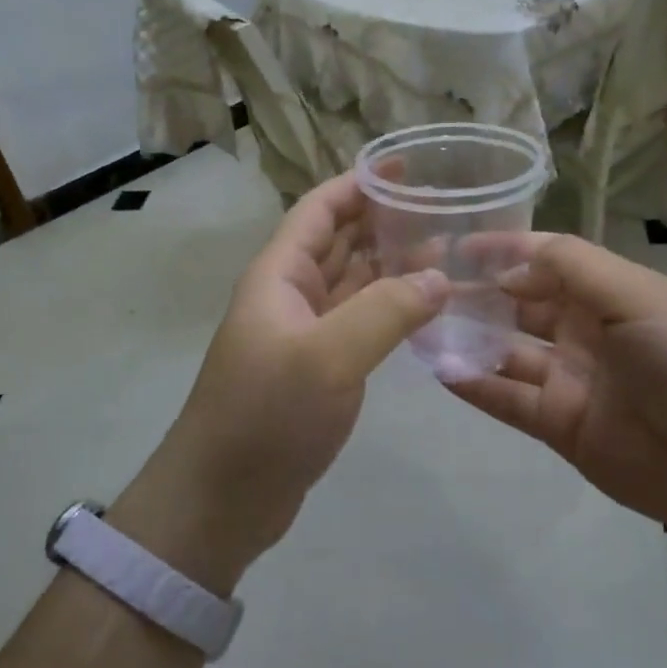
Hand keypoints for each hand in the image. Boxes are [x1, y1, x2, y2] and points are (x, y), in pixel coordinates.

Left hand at [111, 174, 446, 591]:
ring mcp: (303, 333)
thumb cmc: (266, 415)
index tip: (405, 168)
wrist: (222, 498)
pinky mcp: (317, 369)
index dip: (357, 184)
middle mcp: (290, 295)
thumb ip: (387, 310)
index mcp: (280, 275)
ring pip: (351, 282)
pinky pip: (358, 322)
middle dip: (382, 220)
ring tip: (444, 251)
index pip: (319, 210)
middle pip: (337, 241)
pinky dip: (389, 308)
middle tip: (439, 209)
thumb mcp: (329, 356)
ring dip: (390, 264)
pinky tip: (423, 308)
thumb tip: (439, 277)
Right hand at [449, 234, 666, 542]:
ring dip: (467, 337)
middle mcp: (585, 330)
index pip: (547, 260)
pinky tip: (439, 369)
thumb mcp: (640, 299)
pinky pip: (508, 399)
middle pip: (520, 303)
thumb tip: (509, 265)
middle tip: (423, 286)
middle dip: (477, 293)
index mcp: (610, 293)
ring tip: (419, 325)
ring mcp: (571, 379)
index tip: (456, 244)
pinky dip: (475, 384)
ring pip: (506, 350)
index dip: (504, 249)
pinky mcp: (560, 426)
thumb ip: (574, 269)